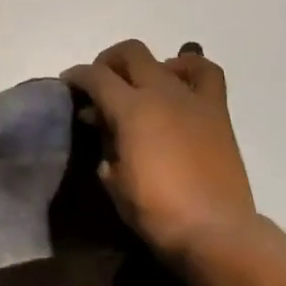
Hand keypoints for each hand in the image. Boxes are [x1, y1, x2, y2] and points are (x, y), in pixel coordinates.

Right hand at [63, 39, 258, 263]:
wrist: (215, 231)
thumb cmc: (157, 211)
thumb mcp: (114, 180)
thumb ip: (106, 146)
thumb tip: (105, 129)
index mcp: (131, 109)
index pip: (95, 77)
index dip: (77, 76)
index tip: (68, 83)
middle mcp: (161, 92)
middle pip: (130, 53)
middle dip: (108, 62)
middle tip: (100, 84)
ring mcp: (192, 99)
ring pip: (166, 59)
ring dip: (146, 65)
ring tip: (139, 85)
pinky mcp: (217, 112)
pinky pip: (206, 74)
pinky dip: (189, 68)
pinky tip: (179, 82)